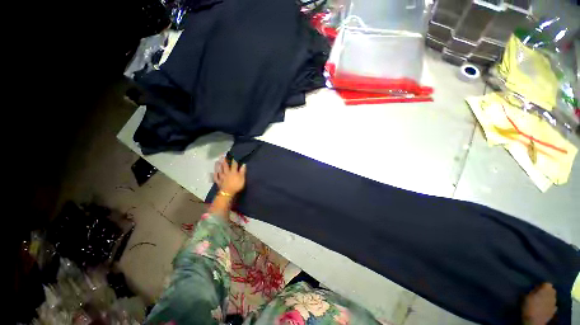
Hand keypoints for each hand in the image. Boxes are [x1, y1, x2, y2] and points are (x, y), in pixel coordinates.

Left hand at [213, 157, 246, 195]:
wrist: (228, 193)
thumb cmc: (237, 185)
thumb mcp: (242, 178)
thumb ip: (243, 171)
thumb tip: (244, 164)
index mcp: (233, 172)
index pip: (234, 165)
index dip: (234, 160)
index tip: (233, 155)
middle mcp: (227, 173)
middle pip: (225, 166)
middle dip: (224, 160)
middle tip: (222, 155)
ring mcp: (222, 177)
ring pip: (219, 170)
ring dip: (218, 165)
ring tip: (217, 161)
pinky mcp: (218, 182)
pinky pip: (216, 177)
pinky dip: (215, 174)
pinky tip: (214, 172)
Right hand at [522, 283, 556, 324]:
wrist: (534, 321)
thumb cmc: (529, 306)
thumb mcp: (526, 296)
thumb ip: (532, 290)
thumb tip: (534, 288)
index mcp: (547, 289)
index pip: (546, 283)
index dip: (542, 285)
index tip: (536, 287)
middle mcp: (553, 294)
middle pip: (551, 290)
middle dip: (546, 291)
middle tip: (539, 294)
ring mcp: (555, 303)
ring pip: (552, 297)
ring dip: (548, 298)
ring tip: (541, 301)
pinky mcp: (554, 310)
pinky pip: (552, 305)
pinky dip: (549, 305)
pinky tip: (544, 307)